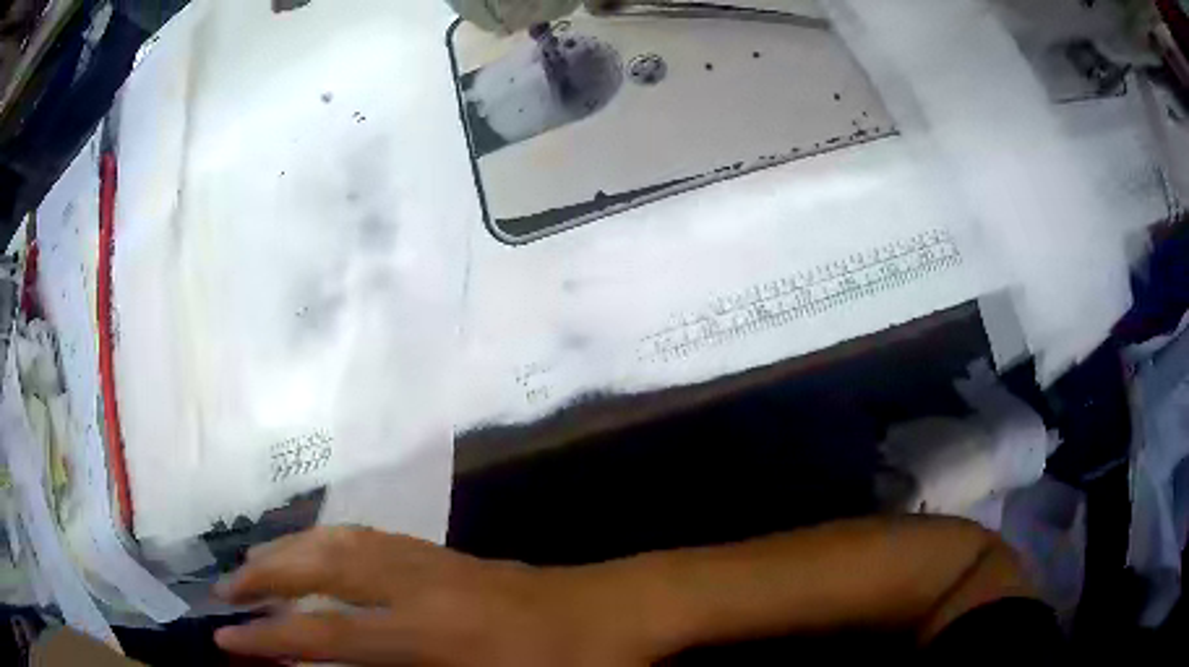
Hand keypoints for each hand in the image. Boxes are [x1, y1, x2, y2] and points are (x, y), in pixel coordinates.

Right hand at [214, 527, 655, 665]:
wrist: (622, 609)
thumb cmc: (575, 665)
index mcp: (431, 634)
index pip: (327, 637)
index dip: (270, 641)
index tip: (226, 641)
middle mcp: (418, 586)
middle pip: (320, 570)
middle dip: (265, 579)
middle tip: (225, 591)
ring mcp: (433, 560)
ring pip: (340, 542)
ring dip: (290, 552)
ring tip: (254, 564)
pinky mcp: (446, 552)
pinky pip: (370, 537)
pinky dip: (329, 541)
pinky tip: (318, 550)